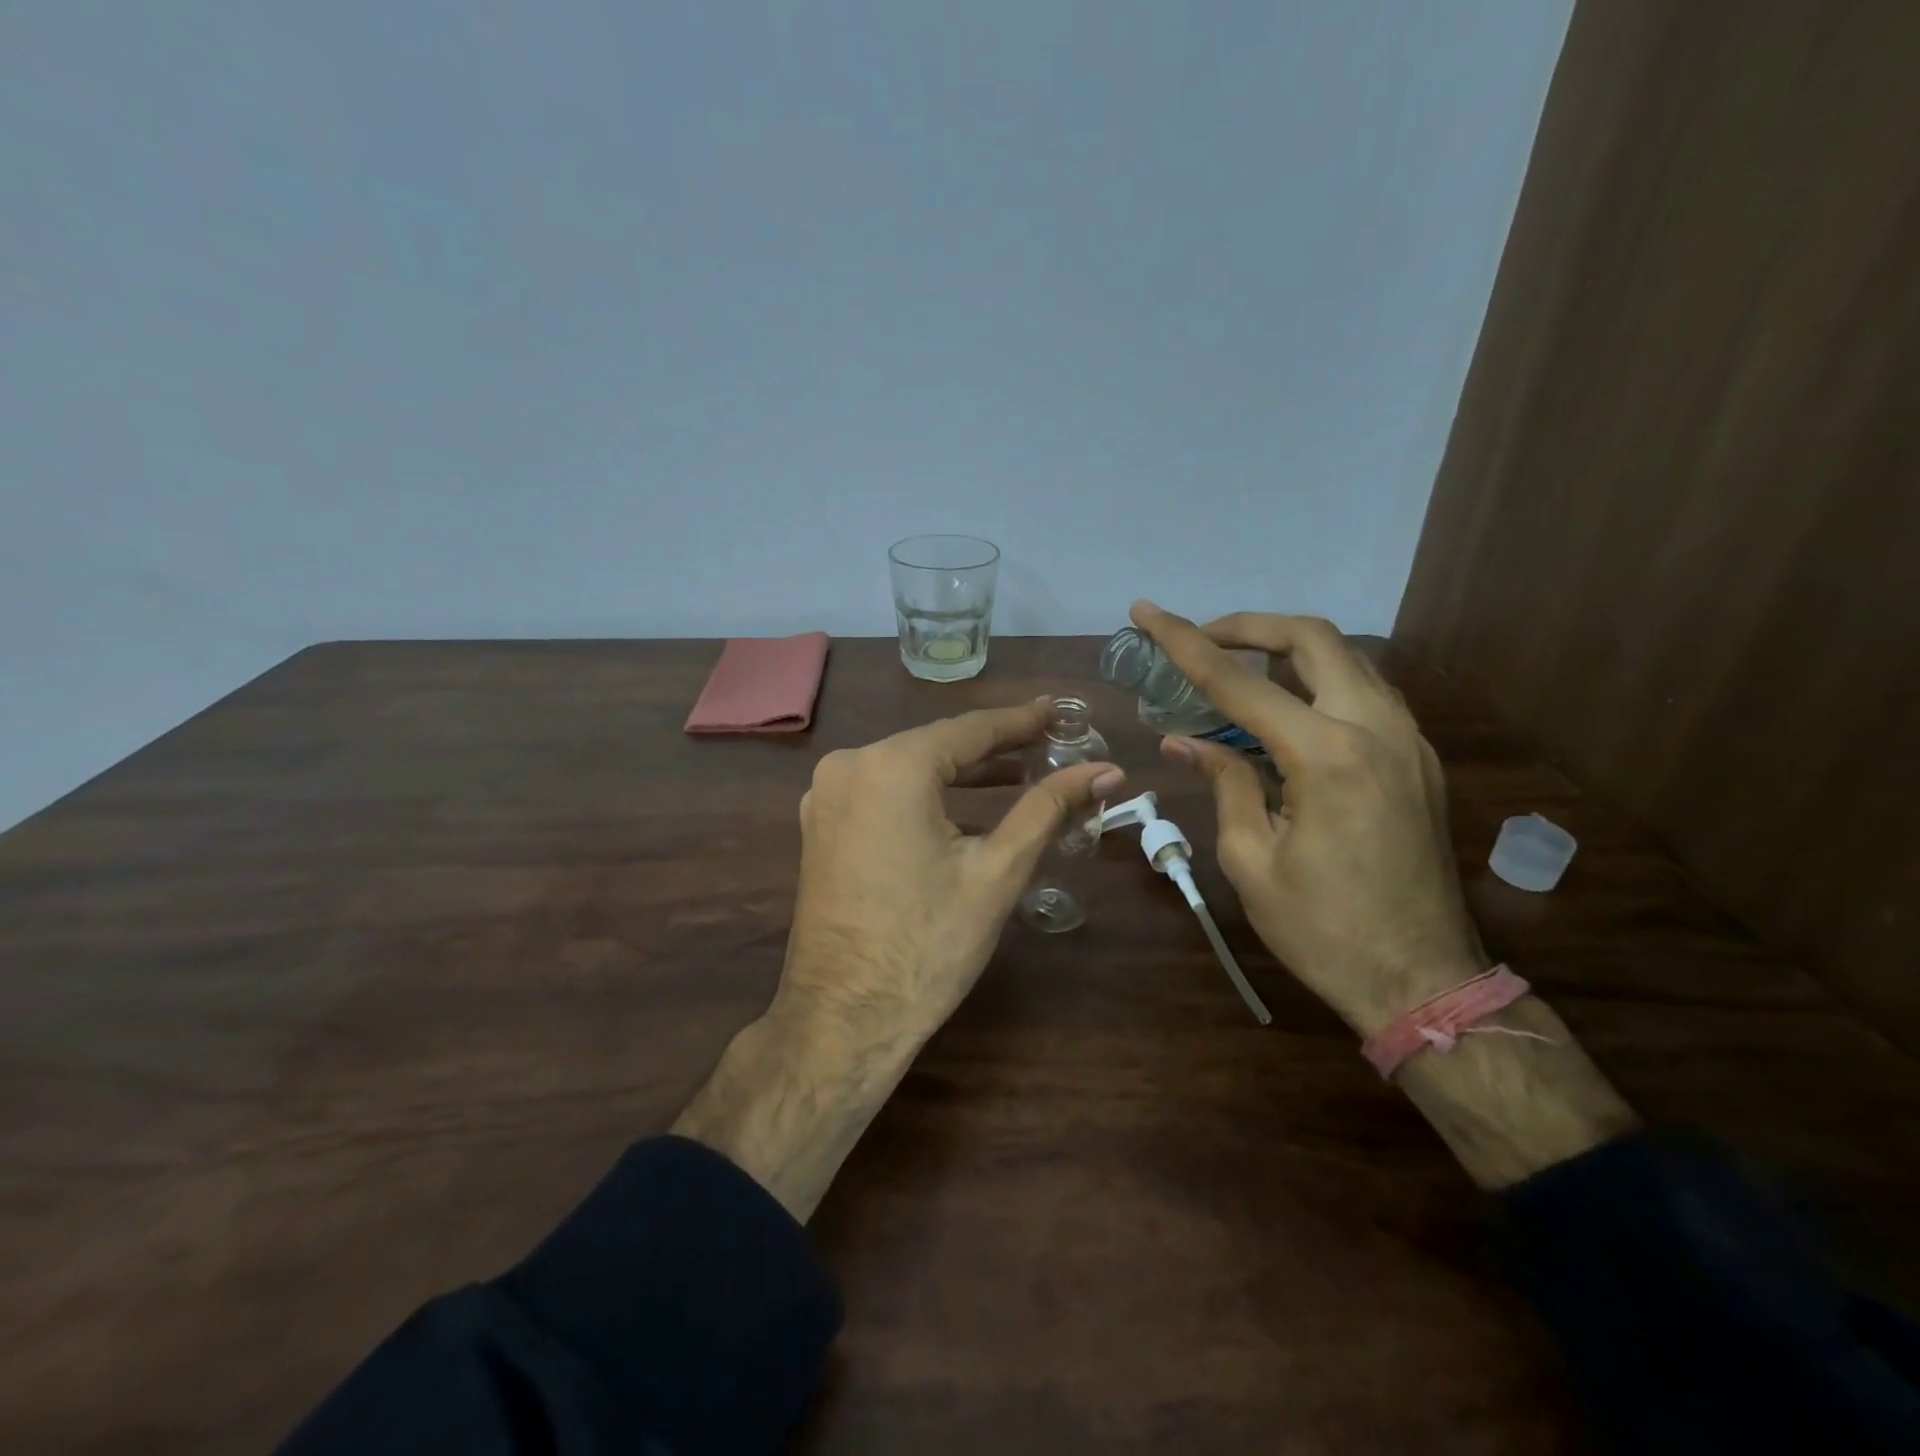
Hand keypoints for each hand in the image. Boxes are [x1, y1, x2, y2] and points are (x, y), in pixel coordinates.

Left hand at [776, 697, 1124, 1043]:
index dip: (1021, 721)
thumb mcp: (997, 871)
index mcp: (890, 766)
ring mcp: (826, 796)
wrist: (843, 1019)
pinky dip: (925, 795)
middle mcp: (849, 765)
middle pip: (937, 745)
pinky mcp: (821, 825)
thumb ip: (1049, 808)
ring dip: (961, 773)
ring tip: (1019, 775)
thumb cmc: (927, 945)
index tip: (1060, 712)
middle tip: (1049, 743)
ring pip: (909, 768)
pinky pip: (883, 792)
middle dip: (995, 748)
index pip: (970, 730)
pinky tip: (964, 808)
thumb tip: (1108, 771)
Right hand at [1129, 602, 1482, 1035]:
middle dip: (1248, 626)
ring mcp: (1406, 740)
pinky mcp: (1418, 759)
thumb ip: (1224, 782)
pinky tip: (1285, 710)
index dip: (1184, 642)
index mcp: (1326, 756)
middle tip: (1201, 639)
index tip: (1146, 611)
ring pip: (1346, 658)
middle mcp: (1375, 729)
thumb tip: (1184, 742)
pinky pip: (1365, 693)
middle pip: (1312, 638)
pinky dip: (1318, 682)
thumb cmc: (1322, 930)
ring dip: (1286, 651)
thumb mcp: (1251, 859)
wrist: (1422, 979)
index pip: (1238, 682)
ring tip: (1236, 670)